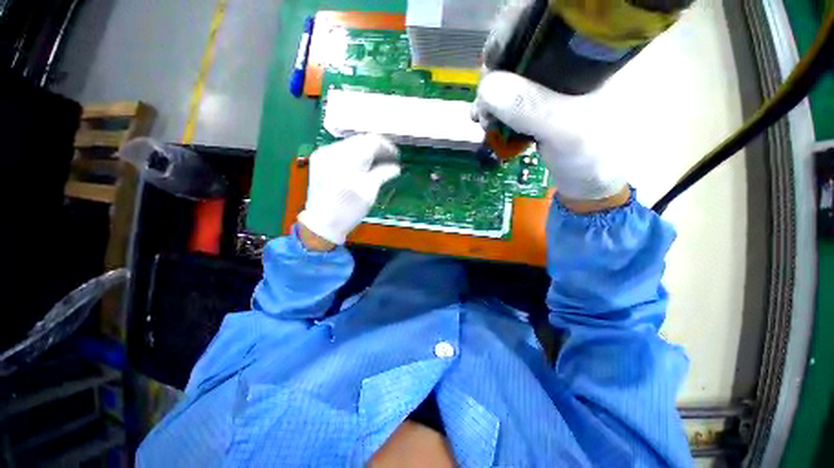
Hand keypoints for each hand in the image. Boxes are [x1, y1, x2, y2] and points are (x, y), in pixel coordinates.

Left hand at [298, 135, 400, 245]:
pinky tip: (361, 165)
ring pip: (351, 143)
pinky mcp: (320, 159)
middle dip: (376, 148)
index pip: (370, 141)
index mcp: (346, 160)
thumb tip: (396, 167)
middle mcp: (332, 151)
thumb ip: (383, 174)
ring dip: (366, 151)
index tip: (396, 156)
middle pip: (360, 140)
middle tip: (389, 160)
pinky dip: (354, 154)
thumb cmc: (348, 211)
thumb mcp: (369, 193)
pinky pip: (342, 150)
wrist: (321, 223)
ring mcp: (323, 154)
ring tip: (377, 163)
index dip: (386, 146)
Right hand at [473, 0, 627, 203]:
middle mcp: (572, 57)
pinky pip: (511, 97)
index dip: (513, 30)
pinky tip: (486, 122)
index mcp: (592, 48)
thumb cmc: (593, 156)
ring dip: (491, 94)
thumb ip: (530, 108)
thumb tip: (486, 88)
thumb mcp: (567, 130)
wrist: (592, 183)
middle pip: (523, 45)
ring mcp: (554, 82)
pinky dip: (495, 108)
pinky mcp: (541, 102)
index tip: (491, 60)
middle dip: (496, 71)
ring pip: (513, 73)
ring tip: (480, 118)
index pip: (548, 16)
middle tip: (483, 101)